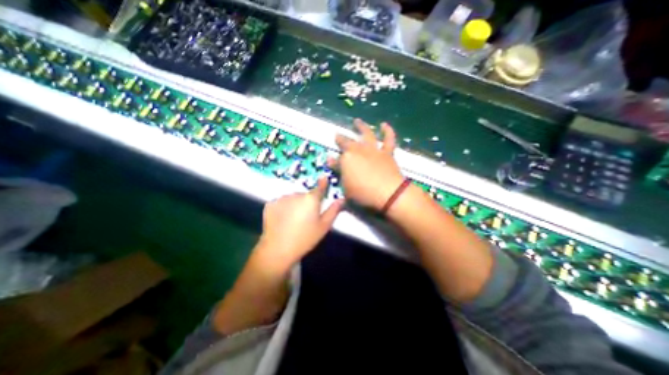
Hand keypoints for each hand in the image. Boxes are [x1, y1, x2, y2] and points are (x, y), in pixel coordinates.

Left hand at [254, 175, 341, 269]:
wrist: (278, 249)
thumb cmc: (305, 238)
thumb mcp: (324, 226)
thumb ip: (333, 211)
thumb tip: (341, 199)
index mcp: (311, 199)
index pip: (319, 187)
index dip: (323, 183)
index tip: (324, 178)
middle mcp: (296, 194)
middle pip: (305, 195)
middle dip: (307, 202)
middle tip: (306, 217)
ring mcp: (282, 198)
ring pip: (292, 198)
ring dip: (295, 204)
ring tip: (293, 220)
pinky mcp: (270, 204)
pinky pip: (281, 202)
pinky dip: (283, 208)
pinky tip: (283, 220)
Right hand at [329, 118, 400, 209]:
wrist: (389, 194)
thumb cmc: (364, 195)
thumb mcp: (346, 189)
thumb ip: (340, 175)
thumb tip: (332, 163)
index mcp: (345, 160)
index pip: (336, 160)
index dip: (332, 161)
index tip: (329, 160)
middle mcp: (358, 151)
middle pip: (347, 142)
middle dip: (340, 139)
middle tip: (337, 135)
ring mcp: (373, 150)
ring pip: (366, 134)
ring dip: (361, 127)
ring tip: (357, 121)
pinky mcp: (386, 152)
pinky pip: (388, 139)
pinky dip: (387, 131)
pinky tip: (384, 125)